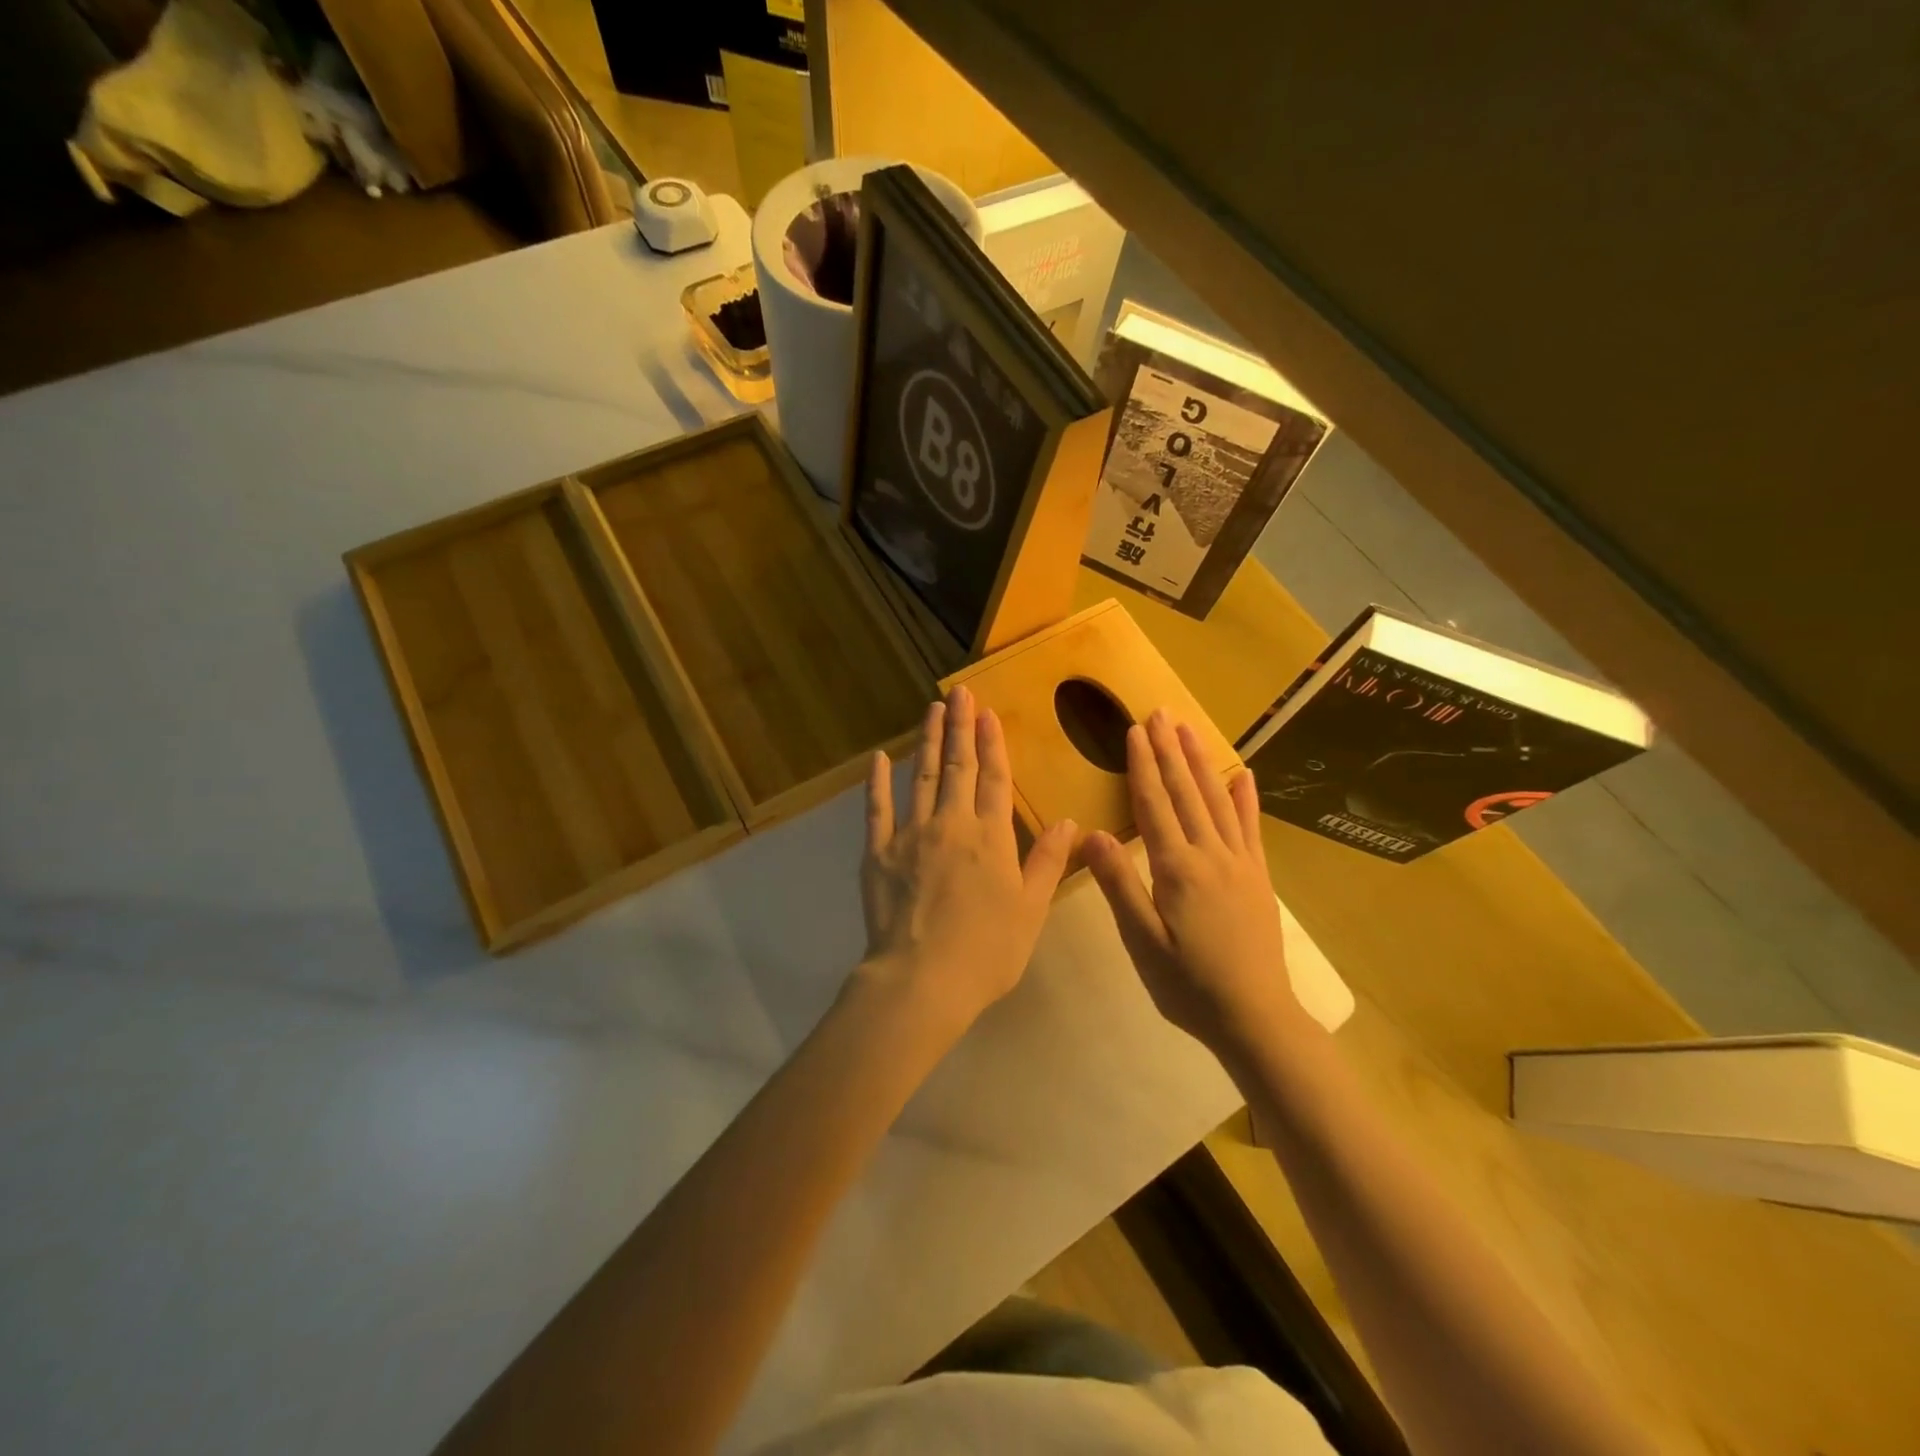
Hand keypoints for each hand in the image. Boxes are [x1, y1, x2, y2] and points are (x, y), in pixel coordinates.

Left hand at [855, 684, 1076, 1034]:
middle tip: (959, 693)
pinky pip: (877, 809)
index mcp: (990, 838)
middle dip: (960, 727)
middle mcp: (951, 825)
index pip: (993, 779)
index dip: (992, 744)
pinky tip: (880, 757)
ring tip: (931, 710)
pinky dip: (877, 782)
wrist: (922, 979)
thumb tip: (1068, 821)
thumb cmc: (986, 951)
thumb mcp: (1030, 910)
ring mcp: (910, 835)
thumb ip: (1047, 862)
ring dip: (927, 741)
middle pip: (957, 767)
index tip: (988, 713)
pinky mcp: (878, 853)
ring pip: (920, 777)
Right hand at [1083, 711, 1302, 1058]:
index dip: (1142, 766)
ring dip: (1201, 763)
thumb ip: (1119, 885)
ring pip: (1218, 801)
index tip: (1135, 731)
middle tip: (1161, 713)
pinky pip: (1251, 828)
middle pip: (1186, 793)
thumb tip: (1092, 833)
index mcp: (1177, 869)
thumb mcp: (1142, 941)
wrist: (1254, 1017)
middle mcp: (1210, 855)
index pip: (1154, 805)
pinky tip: (1243, 775)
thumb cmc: (1187, 984)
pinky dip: (1246, 799)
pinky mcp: (1258, 878)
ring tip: (1189, 731)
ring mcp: (1240, 864)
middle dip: (1170, 751)